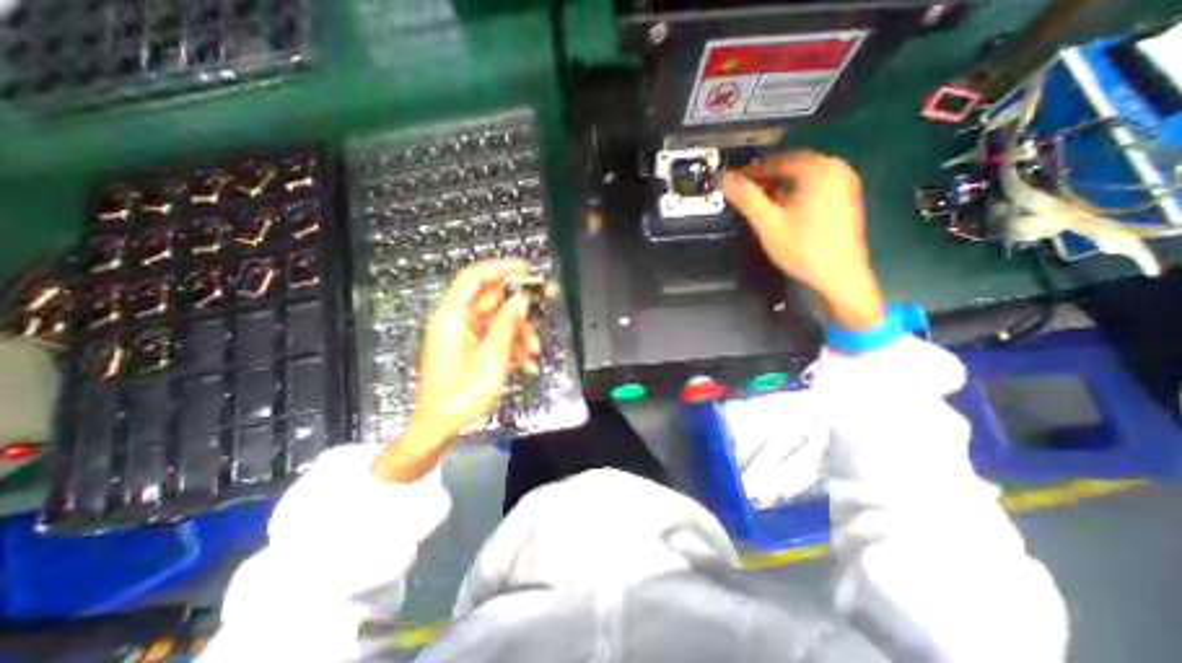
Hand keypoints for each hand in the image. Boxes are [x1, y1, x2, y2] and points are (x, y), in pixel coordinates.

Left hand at [371, 259, 538, 481]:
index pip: (474, 278)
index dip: (500, 268)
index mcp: (452, 318)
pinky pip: (496, 337)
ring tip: (534, 353)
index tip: (527, 270)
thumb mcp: (491, 360)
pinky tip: (526, 364)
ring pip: (499, 320)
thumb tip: (522, 298)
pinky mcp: (472, 348)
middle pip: (492, 299)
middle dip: (520, 307)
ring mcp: (465, 335)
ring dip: (520, 332)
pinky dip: (513, 346)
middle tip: (547, 300)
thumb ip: (507, 325)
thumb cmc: (461, 395)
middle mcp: (457, 321)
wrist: (440, 427)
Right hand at [721, 148, 886, 328]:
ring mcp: (844, 183)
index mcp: (818, 170)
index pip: (775, 162)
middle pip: (790, 166)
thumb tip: (724, 178)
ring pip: (802, 177)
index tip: (731, 183)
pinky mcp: (845, 198)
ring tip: (759, 203)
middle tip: (743, 194)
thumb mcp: (768, 224)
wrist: (839, 276)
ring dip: (778, 186)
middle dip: (765, 178)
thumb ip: (746, 198)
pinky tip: (782, 209)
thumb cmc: (802, 249)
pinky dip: (794, 192)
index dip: (750, 173)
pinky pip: (813, 186)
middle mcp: (835, 169)